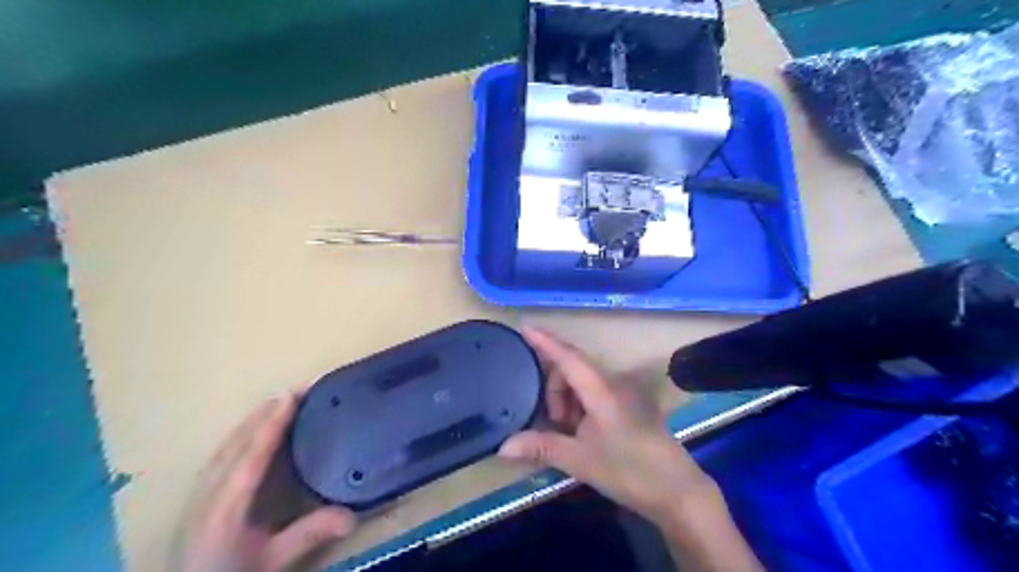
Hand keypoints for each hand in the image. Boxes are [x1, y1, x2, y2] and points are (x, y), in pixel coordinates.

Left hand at [177, 392, 357, 571]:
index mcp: (226, 506)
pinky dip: (241, 433)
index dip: (273, 422)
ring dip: (253, 419)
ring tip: (278, 401)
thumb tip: (352, 516)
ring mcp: (200, 492)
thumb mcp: (271, 562)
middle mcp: (209, 492)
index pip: (253, 453)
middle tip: (296, 389)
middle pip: (237, 440)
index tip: (292, 394)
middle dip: (266, 411)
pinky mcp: (200, 496)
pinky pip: (222, 453)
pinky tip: (252, 429)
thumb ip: (308, 535)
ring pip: (227, 444)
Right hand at [497, 329, 710, 523]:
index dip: (545, 341)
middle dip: (553, 388)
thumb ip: (542, 447)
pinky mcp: (627, 405)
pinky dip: (579, 406)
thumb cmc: (629, 470)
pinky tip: (579, 432)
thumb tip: (502, 447)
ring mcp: (622, 393)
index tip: (524, 327)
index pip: (567, 357)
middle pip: (572, 368)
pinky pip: (594, 393)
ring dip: (566, 399)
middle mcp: (612, 383)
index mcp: (601, 389)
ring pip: (582, 382)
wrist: (676, 490)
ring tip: (566, 432)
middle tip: (551, 423)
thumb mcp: (580, 460)